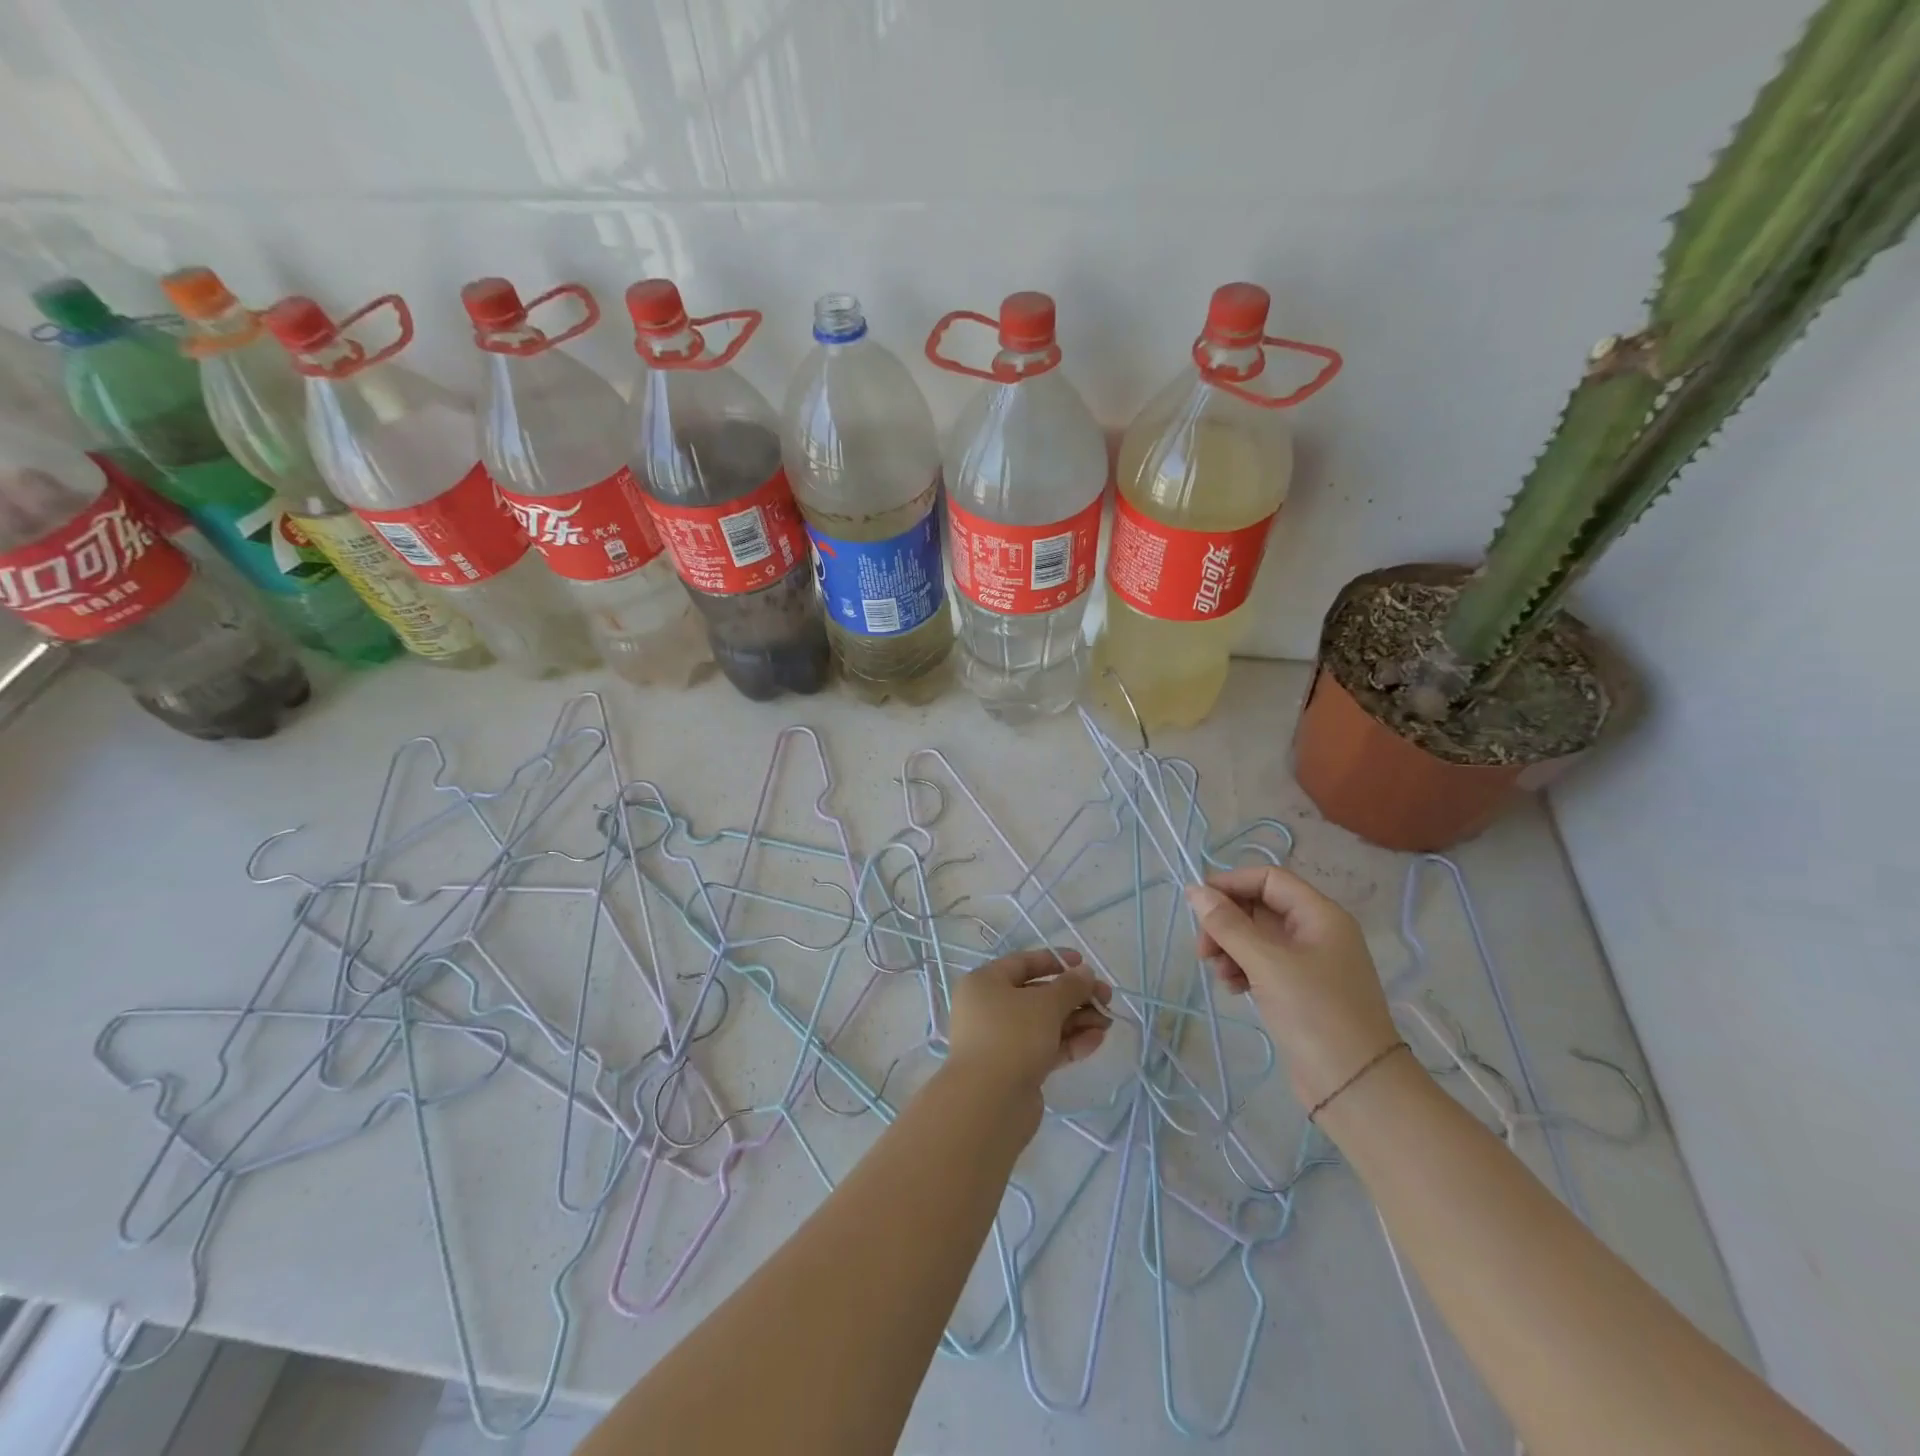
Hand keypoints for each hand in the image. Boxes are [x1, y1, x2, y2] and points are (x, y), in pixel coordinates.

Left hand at [945, 949, 1112, 1102]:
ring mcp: (1002, 1041)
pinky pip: (1045, 1048)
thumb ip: (1070, 986)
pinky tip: (1096, 1040)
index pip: (1022, 963)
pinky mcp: (1015, 1069)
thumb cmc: (1012, 1036)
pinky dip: (1069, 1042)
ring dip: (1076, 1020)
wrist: (989, 1103)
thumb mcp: (1046, 1004)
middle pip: (1037, 995)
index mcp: (985, 983)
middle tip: (1106, 998)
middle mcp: (989, 1009)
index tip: (1084, 963)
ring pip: (1044, 1024)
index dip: (1054, 960)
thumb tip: (1085, 973)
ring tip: (1107, 1021)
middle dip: (1073, 996)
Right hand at [1185, 867, 1399, 1108]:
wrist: (1356, 1086)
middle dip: (1226, 922)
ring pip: (1256, 937)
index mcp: (1320, 915)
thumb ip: (1228, 924)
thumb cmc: (1315, 1013)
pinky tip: (1232, 989)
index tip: (1198, 904)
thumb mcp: (1266, 963)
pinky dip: (1241, 969)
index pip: (1269, 879)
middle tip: (1203, 950)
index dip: (1231, 884)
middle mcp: (1316, 932)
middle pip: (1259, 907)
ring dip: (1230, 947)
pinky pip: (1262, 964)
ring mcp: (1309, 963)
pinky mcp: (1300, 990)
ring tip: (1218, 974)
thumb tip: (1195, 890)